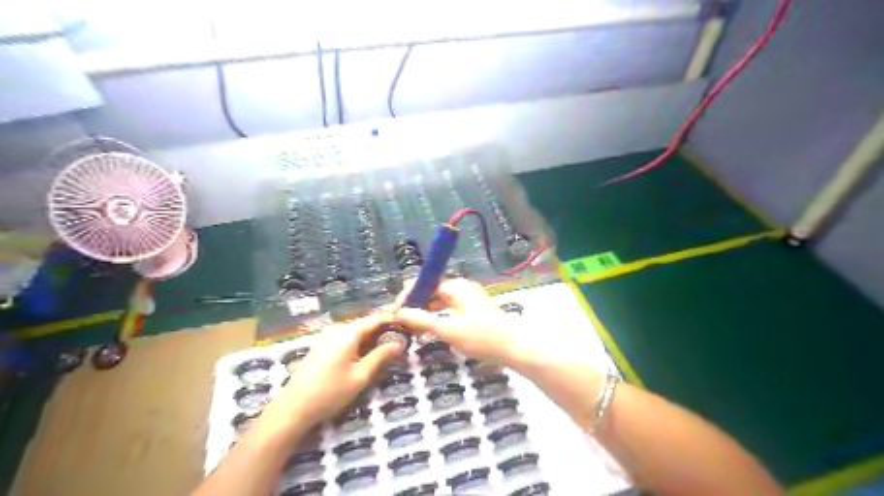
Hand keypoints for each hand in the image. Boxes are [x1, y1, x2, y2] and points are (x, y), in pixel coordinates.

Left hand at [262, 314, 400, 434]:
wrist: (292, 409)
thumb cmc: (330, 392)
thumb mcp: (360, 376)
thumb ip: (380, 356)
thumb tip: (399, 343)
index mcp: (347, 334)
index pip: (374, 319)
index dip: (391, 319)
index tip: (407, 323)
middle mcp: (336, 331)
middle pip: (364, 325)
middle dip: (382, 330)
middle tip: (399, 339)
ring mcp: (325, 339)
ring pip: (354, 333)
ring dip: (370, 338)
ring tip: (386, 348)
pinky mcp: (319, 349)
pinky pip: (344, 340)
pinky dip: (358, 344)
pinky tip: (364, 356)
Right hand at [392, 277, 519, 366]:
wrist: (514, 348)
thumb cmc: (482, 337)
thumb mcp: (448, 329)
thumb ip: (422, 320)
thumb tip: (399, 313)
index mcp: (456, 286)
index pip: (425, 283)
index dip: (408, 296)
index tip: (395, 312)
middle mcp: (462, 288)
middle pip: (432, 291)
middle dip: (415, 305)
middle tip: (401, 323)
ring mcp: (468, 299)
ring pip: (440, 302)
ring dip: (425, 313)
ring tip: (411, 329)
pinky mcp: (473, 311)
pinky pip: (449, 310)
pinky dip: (437, 318)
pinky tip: (429, 331)